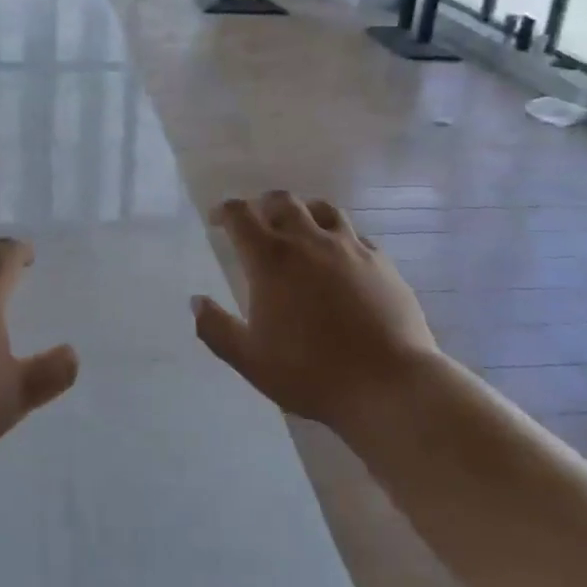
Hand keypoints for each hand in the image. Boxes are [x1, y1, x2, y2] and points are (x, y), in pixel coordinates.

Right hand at [195, 192, 436, 432]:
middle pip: (282, 201)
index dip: (224, 211)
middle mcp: (309, 241)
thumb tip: (196, 301)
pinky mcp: (381, 262)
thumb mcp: (250, 359)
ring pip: (322, 209)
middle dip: (263, 204)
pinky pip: (355, 235)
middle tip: (256, 220)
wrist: (389, 385)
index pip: (240, 215)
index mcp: (271, 259)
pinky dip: (338, 237)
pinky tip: (340, 257)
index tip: (217, 220)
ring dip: (303, 211)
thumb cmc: (311, 373)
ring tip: (299, 227)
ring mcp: (350, 247)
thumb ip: (216, 328)